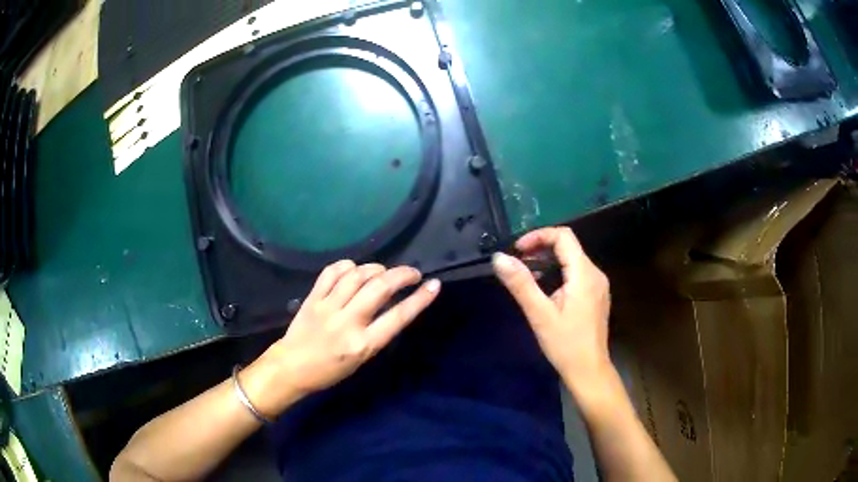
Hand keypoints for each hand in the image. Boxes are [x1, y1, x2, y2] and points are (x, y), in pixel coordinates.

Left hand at [245, 260, 440, 416]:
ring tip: (383, 271)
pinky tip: (354, 268)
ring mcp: (328, 307)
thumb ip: (377, 332)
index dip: (420, 299)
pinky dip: (347, 265)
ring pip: (357, 276)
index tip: (434, 285)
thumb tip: (391, 304)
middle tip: (412, 273)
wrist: (291, 368)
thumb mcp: (362, 358)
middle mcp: (348, 322)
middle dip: (402, 275)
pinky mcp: (312, 298)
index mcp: (363, 344)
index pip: (398, 317)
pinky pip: (332, 272)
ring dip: (376, 268)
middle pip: (379, 288)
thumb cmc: (330, 371)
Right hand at [492, 227, 610, 388]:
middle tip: (518, 262)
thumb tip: (499, 258)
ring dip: (549, 260)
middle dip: (541, 247)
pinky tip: (545, 288)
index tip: (517, 250)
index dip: (539, 236)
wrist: (589, 370)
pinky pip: (577, 273)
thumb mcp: (540, 315)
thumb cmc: (565, 345)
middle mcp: (595, 274)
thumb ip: (520, 284)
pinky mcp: (596, 295)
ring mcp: (598, 285)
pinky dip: (559, 271)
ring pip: (573, 259)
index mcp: (584, 274)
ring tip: (526, 274)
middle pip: (569, 246)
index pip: (564, 236)